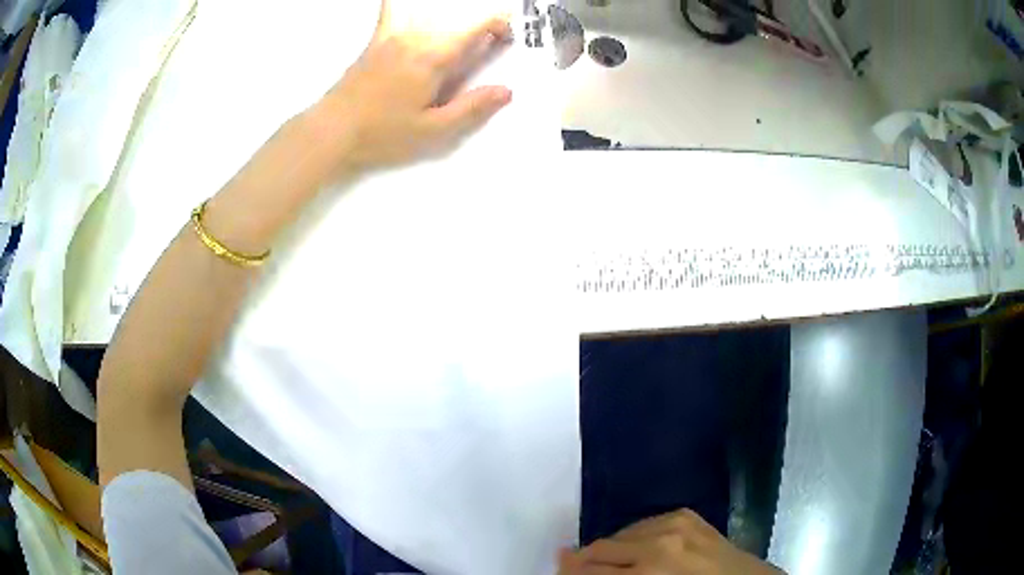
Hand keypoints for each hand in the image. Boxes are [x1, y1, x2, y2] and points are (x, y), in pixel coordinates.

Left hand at [309, 0, 512, 169]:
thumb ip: (471, 108)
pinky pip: (390, 11)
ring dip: (450, 21)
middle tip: (486, 47)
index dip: (499, 25)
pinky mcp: (375, 41)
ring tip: (456, 39)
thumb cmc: (382, 134)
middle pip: (456, 20)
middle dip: (479, 28)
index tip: (504, 39)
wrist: (332, 131)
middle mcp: (415, 38)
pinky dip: (400, 5)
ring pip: (430, 14)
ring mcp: (392, 36)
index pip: (476, 25)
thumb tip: (506, 91)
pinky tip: (408, 8)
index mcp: (433, 57)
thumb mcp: (432, 130)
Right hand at [559, 510, 784, 574]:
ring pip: (619, 534)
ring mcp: (674, 523)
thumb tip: (573, 568)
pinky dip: (632, 539)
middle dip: (581, 562)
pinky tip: (636, 551)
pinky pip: (642, 524)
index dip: (570, 574)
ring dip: (608, 551)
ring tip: (611, 565)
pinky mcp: (685, 514)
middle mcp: (658, 542)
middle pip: (599, 549)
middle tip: (573, 570)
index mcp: (650, 571)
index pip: (591, 571)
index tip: (559, 574)